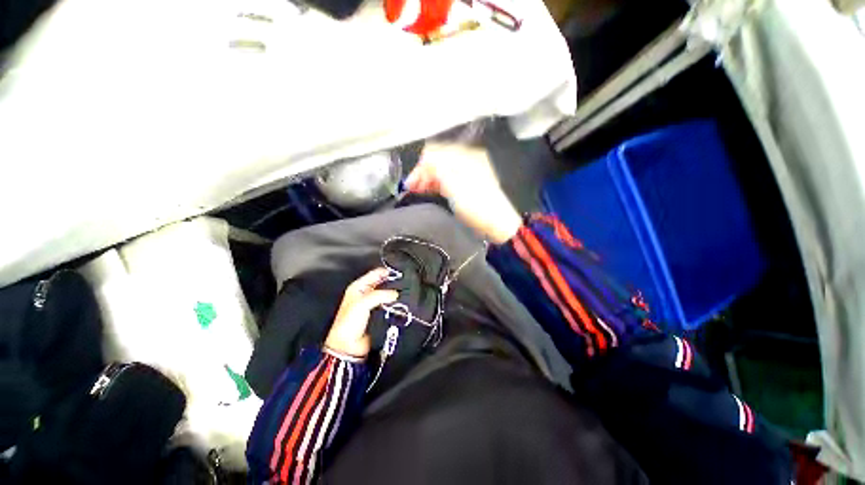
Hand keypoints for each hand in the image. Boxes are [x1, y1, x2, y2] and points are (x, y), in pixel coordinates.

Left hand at [324, 268, 398, 358]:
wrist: (348, 346)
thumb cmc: (348, 324)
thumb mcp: (363, 303)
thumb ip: (380, 295)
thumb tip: (395, 294)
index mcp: (358, 287)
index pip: (375, 273)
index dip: (386, 271)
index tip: (399, 272)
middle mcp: (365, 294)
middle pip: (382, 283)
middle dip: (392, 282)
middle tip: (404, 282)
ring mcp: (371, 304)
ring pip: (386, 294)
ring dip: (394, 295)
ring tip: (405, 292)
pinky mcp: (378, 314)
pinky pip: (388, 305)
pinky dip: (394, 304)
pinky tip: (401, 303)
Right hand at [405, 142, 521, 243]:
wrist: (496, 224)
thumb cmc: (477, 206)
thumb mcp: (455, 186)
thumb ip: (437, 169)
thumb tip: (424, 160)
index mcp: (466, 156)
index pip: (435, 152)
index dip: (420, 167)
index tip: (410, 183)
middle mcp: (467, 160)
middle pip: (438, 160)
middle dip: (422, 173)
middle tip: (411, 189)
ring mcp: (467, 172)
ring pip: (441, 170)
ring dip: (428, 179)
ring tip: (417, 191)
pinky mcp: (466, 184)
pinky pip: (447, 178)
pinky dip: (436, 183)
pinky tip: (429, 191)